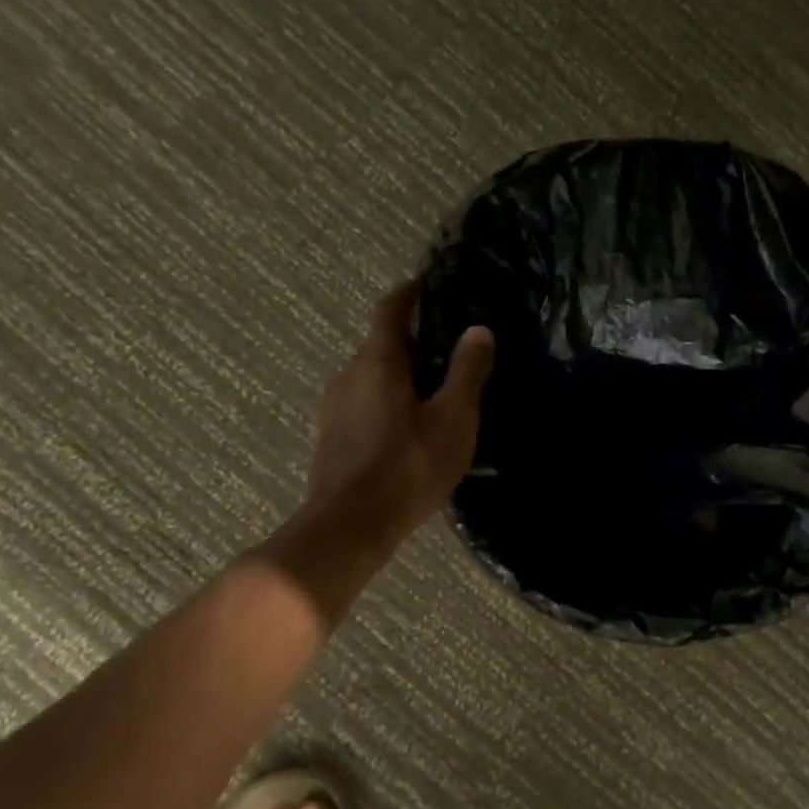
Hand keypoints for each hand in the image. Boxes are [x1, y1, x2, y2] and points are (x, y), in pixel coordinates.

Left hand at [303, 280, 494, 547]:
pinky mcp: (330, 438)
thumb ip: (467, 371)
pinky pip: (362, 405)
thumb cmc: (409, 465)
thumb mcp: (453, 418)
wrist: (351, 525)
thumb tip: (479, 330)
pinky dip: (385, 402)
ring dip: (397, 374)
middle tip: (445, 346)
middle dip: (409, 339)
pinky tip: (405, 428)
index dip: (409, 293)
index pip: (390, 310)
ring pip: (369, 377)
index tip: (426, 283)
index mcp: (378, 362)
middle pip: (379, 345)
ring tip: (430, 390)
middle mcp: (348, 375)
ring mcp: (333, 408)